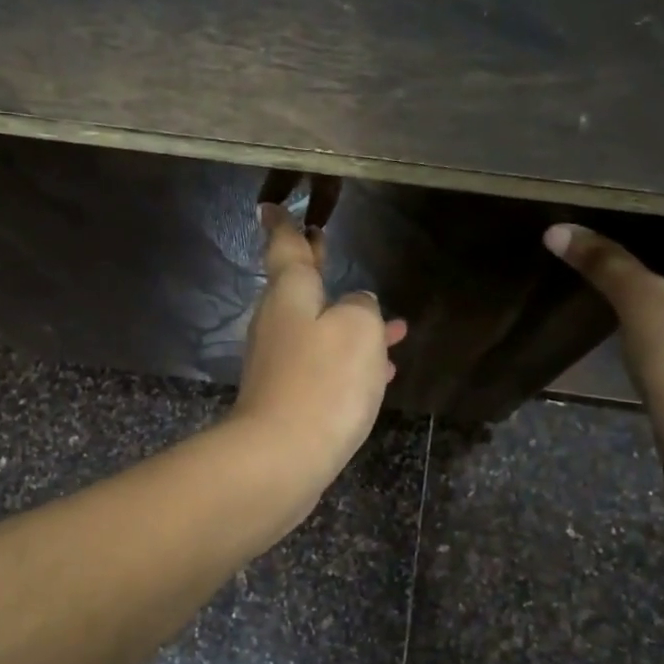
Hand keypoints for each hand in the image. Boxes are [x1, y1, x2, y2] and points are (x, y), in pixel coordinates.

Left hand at [229, 203, 408, 494]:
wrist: (282, 457)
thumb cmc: (323, 381)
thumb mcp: (359, 329)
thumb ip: (363, 308)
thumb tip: (357, 307)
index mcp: (290, 294)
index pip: (285, 247)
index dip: (284, 225)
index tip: (271, 206)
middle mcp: (279, 323)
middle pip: (298, 286)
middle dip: (314, 266)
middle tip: (323, 244)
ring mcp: (280, 363)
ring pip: (318, 329)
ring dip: (348, 321)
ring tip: (392, 323)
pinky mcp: (289, 398)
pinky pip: (324, 366)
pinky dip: (350, 361)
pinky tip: (381, 371)